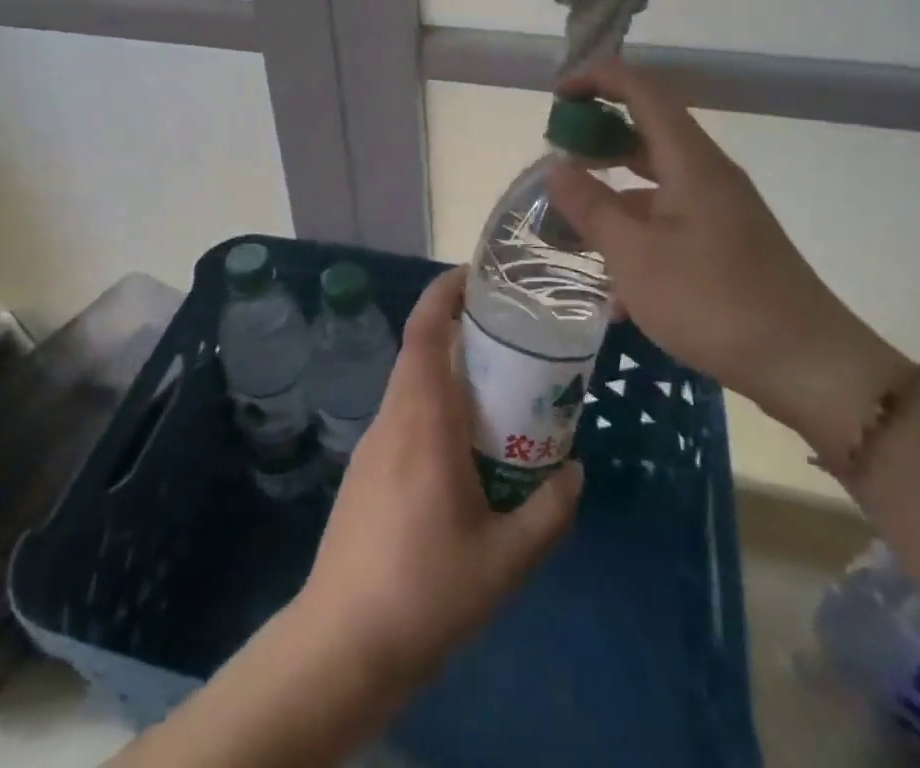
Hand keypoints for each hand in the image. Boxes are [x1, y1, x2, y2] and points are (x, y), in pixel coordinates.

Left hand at [292, 267, 582, 683]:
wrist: (343, 643)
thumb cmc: (427, 591)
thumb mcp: (507, 560)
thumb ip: (549, 511)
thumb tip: (575, 470)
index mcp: (422, 420)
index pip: (424, 331)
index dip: (444, 292)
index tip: (475, 276)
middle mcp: (393, 418)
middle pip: (418, 349)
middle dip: (456, 327)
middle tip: (506, 334)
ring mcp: (372, 444)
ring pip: (410, 383)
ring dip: (445, 369)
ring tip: (494, 387)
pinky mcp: (365, 470)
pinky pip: (403, 415)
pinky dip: (432, 404)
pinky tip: (462, 446)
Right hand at [544, 58, 907, 446]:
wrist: (808, 367)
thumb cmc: (714, 302)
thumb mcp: (636, 257)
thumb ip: (591, 208)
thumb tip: (555, 166)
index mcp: (690, 161)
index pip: (642, 91)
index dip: (598, 79)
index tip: (557, 95)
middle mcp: (706, 173)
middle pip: (646, 131)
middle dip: (597, 136)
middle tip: (554, 158)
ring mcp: (718, 208)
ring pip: (654, 180)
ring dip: (611, 190)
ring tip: (569, 220)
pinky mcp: (724, 242)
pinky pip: (668, 218)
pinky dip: (635, 231)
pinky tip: (612, 285)